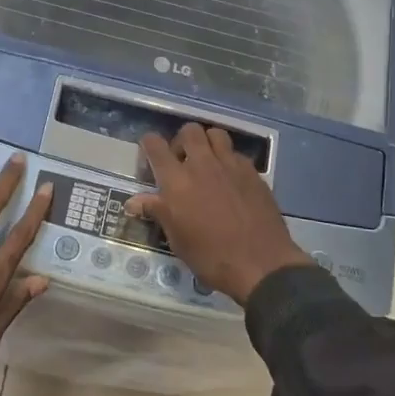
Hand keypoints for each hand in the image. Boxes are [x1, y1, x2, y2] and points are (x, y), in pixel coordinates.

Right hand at [127, 124, 313, 305]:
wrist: (261, 264)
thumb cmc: (211, 256)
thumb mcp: (177, 239)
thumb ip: (157, 212)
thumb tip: (133, 202)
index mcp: (177, 180)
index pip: (155, 145)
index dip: (148, 145)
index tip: (149, 157)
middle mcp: (202, 164)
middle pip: (189, 130)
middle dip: (181, 141)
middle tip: (181, 162)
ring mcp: (231, 165)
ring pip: (216, 134)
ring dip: (207, 143)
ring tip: (207, 163)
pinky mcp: (253, 172)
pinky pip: (236, 154)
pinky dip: (229, 160)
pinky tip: (230, 180)